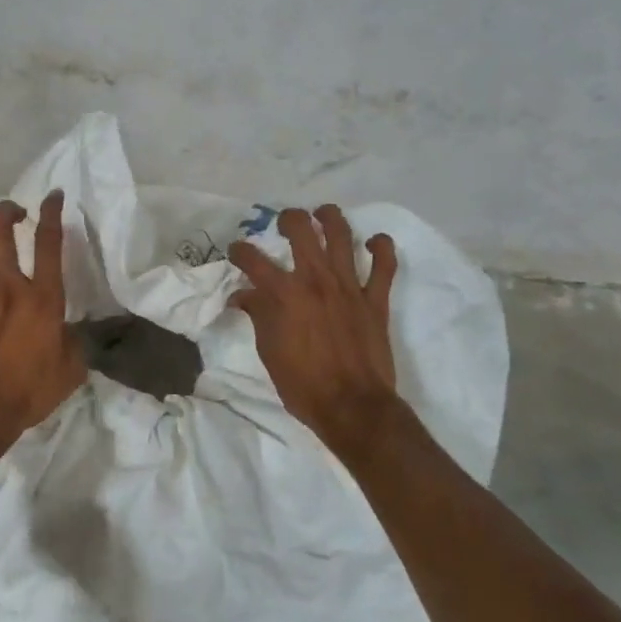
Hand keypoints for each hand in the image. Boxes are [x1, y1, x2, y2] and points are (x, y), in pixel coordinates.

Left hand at [0, 191, 85, 458]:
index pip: (49, 243)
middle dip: (7, 212)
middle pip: (3, 233)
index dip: (52, 213)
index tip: (54, 196)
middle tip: (14, 211)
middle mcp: (10, 287)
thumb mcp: (72, 368)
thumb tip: (74, 331)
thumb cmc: (32, 390)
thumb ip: (76, 342)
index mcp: (43, 297)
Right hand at [228, 205, 402, 453]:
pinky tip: (373, 241)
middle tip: (283, 223)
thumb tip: (243, 296)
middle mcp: (315, 280)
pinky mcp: (375, 299)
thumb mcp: (269, 351)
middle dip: (288, 219)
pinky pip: (384, 265)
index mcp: (284, 294)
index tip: (237, 252)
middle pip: (300, 230)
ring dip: (330, 218)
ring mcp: (349, 286)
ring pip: (341, 235)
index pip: (253, 259)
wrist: (353, 407)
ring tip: (322, 214)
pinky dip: (381, 247)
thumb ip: (258, 316)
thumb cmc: (303, 384)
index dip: (240, 251)